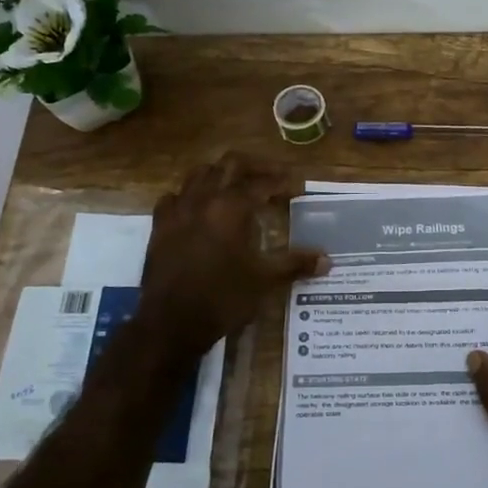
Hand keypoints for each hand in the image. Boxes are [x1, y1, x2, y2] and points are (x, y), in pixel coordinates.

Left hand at [136, 152, 328, 355]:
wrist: (170, 323)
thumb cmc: (223, 298)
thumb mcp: (265, 280)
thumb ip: (296, 264)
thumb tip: (328, 260)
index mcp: (231, 207)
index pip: (262, 183)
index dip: (282, 181)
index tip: (297, 186)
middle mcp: (204, 199)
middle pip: (230, 164)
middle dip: (254, 166)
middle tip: (272, 176)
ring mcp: (177, 210)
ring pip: (200, 174)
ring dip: (222, 174)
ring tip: (237, 187)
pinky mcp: (159, 226)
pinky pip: (174, 197)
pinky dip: (191, 195)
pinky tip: (199, 208)